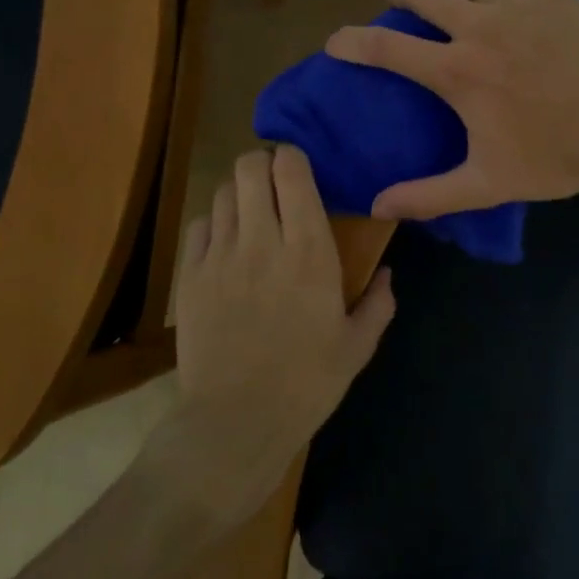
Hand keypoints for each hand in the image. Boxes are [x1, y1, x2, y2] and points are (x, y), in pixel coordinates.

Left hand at [159, 145, 394, 526]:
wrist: (235, 421)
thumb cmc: (306, 383)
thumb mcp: (357, 347)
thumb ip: (379, 303)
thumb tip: (387, 274)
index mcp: (309, 251)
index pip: (292, 172)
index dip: (293, 157)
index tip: (300, 168)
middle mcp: (262, 240)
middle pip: (250, 168)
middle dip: (263, 164)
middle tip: (276, 184)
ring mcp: (220, 256)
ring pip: (223, 191)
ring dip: (241, 193)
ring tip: (252, 213)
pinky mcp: (190, 275)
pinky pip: (198, 225)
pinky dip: (214, 223)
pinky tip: (225, 243)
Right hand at [324, 0, 578, 219]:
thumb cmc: (556, 156)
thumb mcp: (487, 183)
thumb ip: (430, 196)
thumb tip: (378, 207)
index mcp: (456, 71)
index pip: (387, 48)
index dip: (352, 43)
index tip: (335, 42)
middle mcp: (477, 26)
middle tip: (397, 2)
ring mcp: (517, 1)